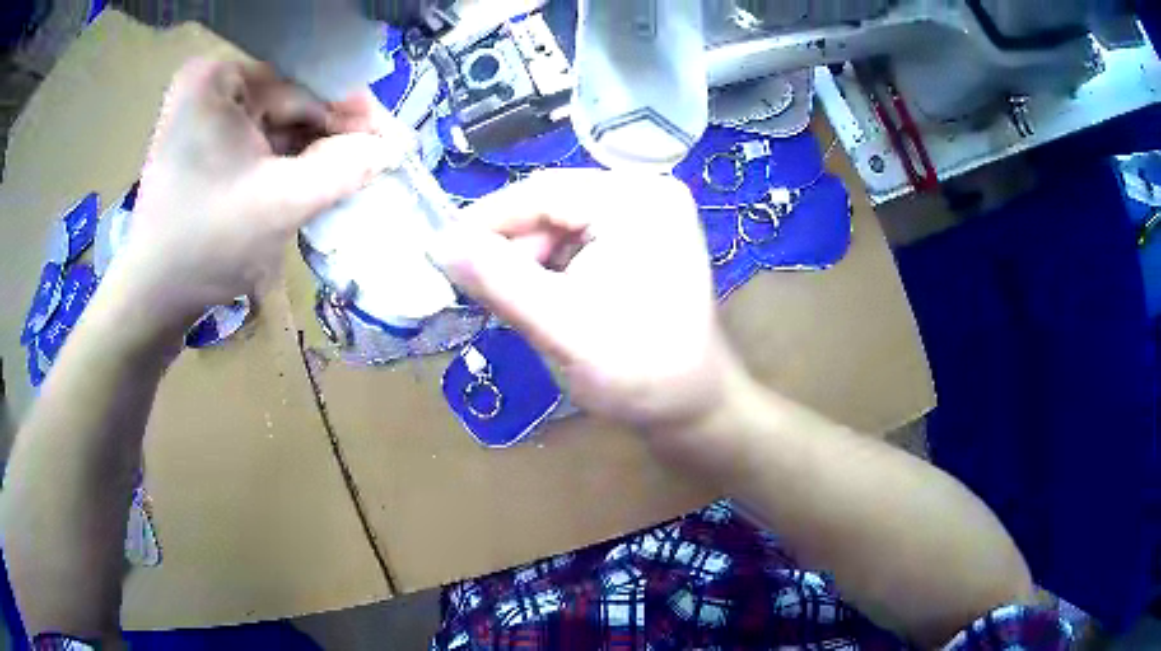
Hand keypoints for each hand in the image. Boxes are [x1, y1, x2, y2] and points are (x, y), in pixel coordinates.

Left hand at [108, 58, 405, 336]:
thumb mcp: (280, 203)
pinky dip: (288, 165)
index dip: (352, 115)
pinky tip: (314, 182)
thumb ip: (345, 168)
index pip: (304, 86)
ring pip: (277, 127)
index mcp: (219, 80)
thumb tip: (394, 147)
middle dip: (333, 136)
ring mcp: (205, 117)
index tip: (393, 143)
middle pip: (290, 104)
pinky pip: (259, 145)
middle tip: (378, 163)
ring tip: (352, 177)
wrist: (152, 300)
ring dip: (313, 152)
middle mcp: (211, 87)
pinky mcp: (205, 146)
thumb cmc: (205, 246)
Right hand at [430, 169, 750, 442]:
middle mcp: (646, 193)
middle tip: (479, 292)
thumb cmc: (638, 372)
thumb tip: (438, 243)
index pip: (541, 191)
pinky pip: (580, 241)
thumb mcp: (560, 326)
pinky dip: (553, 268)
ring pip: (561, 225)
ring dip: (530, 262)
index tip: (441, 254)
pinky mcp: (643, 239)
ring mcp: (648, 215)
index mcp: (636, 200)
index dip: (485, 221)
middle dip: (512, 248)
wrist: (694, 409)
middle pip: (552, 205)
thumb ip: (496, 280)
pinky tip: (548, 301)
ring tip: (518, 305)